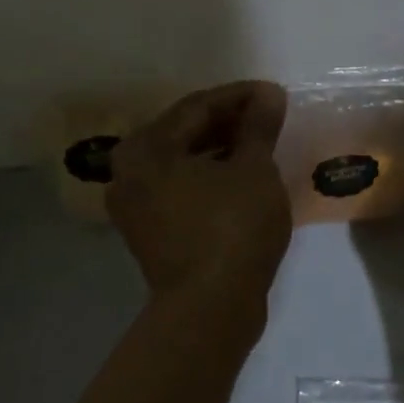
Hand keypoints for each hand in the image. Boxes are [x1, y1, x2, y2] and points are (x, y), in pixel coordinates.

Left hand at [108, 81, 292, 308]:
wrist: (211, 308)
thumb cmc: (233, 227)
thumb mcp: (254, 169)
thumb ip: (258, 126)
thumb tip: (269, 95)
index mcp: (146, 148)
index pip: (198, 106)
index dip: (241, 97)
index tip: (275, 94)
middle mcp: (128, 171)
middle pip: (185, 132)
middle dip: (229, 121)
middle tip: (268, 116)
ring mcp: (135, 205)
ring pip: (183, 161)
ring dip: (220, 148)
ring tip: (260, 143)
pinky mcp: (149, 231)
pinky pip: (180, 188)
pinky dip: (209, 176)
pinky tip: (240, 175)